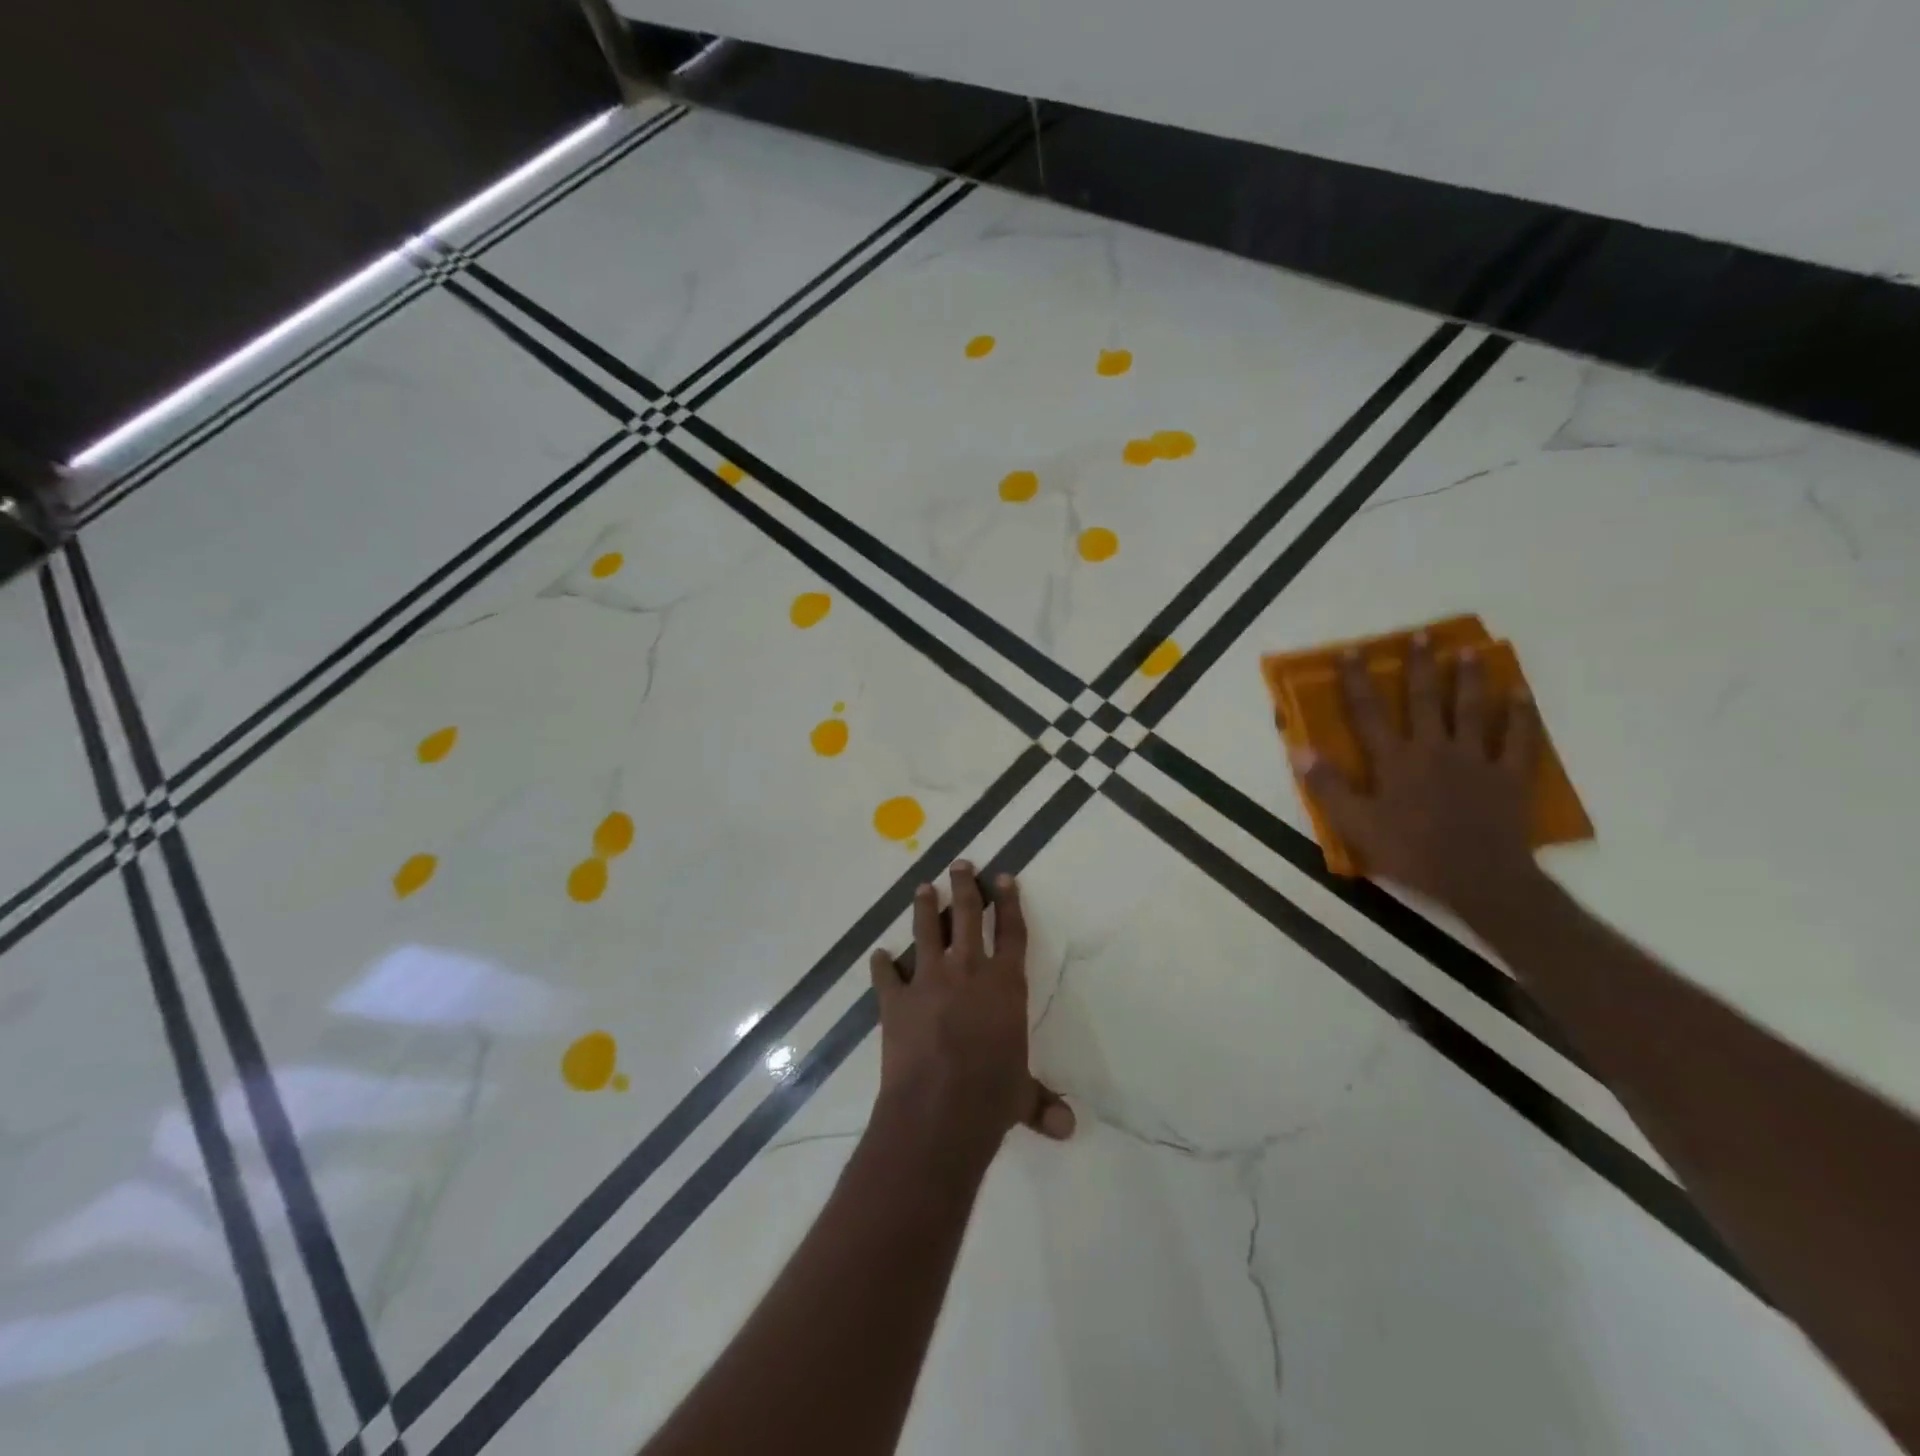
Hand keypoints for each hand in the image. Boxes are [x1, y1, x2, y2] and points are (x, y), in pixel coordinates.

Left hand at [867, 862, 1074, 1166]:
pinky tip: (877, 956)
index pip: (1011, 932)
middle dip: (965, 886)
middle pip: (967, 915)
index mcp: (1005, 984)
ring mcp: (928, 980)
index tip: (1004, 877)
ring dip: (925, 907)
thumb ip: (1041, 1103)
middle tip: (960, 864)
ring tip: (923, 887)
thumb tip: (1068, 1130)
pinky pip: (885, 975)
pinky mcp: (895, 999)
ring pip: (927, 930)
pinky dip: (881, 965)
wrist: (939, 1107)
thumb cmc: (991, 1096)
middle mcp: (968, 970)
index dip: (1009, 903)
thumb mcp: (1021, 1097)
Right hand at [1290, 636, 1543, 918]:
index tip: (1352, 652)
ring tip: (1468, 651)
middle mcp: (1433, 749)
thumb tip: (1299, 748)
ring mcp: (1476, 759)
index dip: (1357, 681)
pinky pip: (1519, 739)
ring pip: (1471, 710)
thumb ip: (1327, 786)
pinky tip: (1521, 693)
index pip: (1369, 712)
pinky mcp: (1509, 776)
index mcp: (1394, 760)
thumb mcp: (1355, 824)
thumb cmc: (1410, 853)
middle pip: (1424, 700)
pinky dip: (1522, 715)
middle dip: (1419, 667)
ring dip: (1468, 679)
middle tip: (1421, 635)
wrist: (1478, 878)